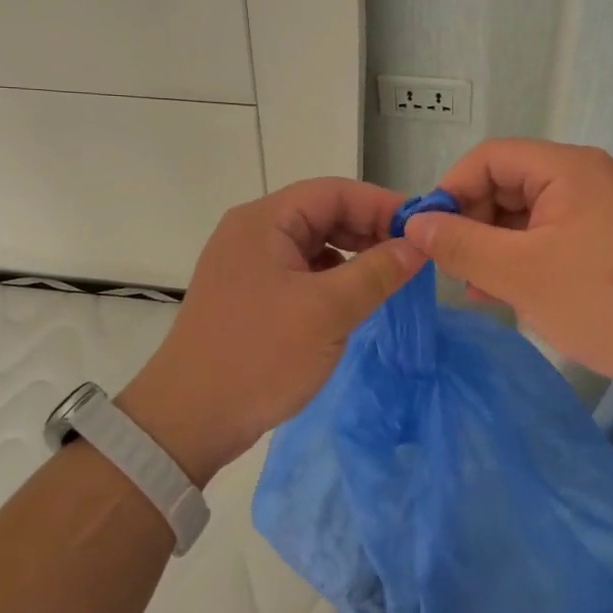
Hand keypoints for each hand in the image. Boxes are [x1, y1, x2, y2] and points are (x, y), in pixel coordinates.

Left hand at [119, 178, 426, 483]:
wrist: (188, 421)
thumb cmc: (259, 355)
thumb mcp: (327, 311)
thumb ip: (377, 272)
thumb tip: (418, 245)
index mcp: (264, 221)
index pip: (333, 192)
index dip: (381, 204)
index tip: (423, 227)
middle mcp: (252, 232)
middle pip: (321, 214)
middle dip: (368, 229)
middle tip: (412, 254)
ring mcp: (247, 265)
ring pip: (312, 244)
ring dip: (352, 254)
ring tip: (390, 275)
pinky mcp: (248, 295)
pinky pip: (299, 271)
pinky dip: (331, 278)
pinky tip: (353, 298)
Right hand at [402, 139, 612, 397]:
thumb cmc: (602, 301)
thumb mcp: (518, 273)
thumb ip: (460, 244)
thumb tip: (414, 225)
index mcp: (566, 168)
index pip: (490, 158)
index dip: (452, 189)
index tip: (428, 233)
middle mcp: (585, 177)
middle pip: (508, 183)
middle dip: (472, 222)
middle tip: (451, 267)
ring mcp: (601, 210)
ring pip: (527, 215)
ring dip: (494, 246)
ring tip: (475, 288)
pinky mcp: (610, 241)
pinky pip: (551, 236)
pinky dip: (523, 258)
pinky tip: (508, 294)